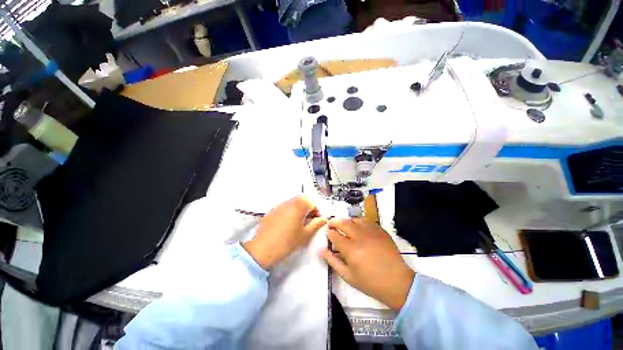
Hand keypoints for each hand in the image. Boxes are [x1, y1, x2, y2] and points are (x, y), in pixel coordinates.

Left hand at [243, 196, 326, 269]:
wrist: (263, 249)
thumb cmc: (287, 242)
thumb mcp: (305, 235)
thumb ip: (316, 224)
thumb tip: (324, 219)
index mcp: (298, 206)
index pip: (311, 202)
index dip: (316, 211)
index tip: (317, 220)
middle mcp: (288, 202)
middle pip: (301, 200)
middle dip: (308, 208)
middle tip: (309, 221)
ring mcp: (278, 206)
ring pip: (292, 203)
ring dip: (299, 209)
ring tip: (298, 223)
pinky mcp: (271, 211)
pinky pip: (284, 207)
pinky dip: (289, 212)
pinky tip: (287, 224)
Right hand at [320, 219, 414, 311]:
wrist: (397, 282)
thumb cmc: (370, 282)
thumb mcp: (348, 276)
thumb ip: (333, 261)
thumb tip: (320, 250)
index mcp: (351, 249)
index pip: (335, 235)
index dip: (329, 232)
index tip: (326, 231)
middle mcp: (360, 237)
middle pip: (343, 223)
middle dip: (334, 221)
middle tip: (331, 223)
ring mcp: (371, 232)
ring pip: (355, 220)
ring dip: (347, 221)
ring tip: (344, 225)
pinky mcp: (380, 231)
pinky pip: (367, 221)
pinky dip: (359, 223)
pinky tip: (359, 228)